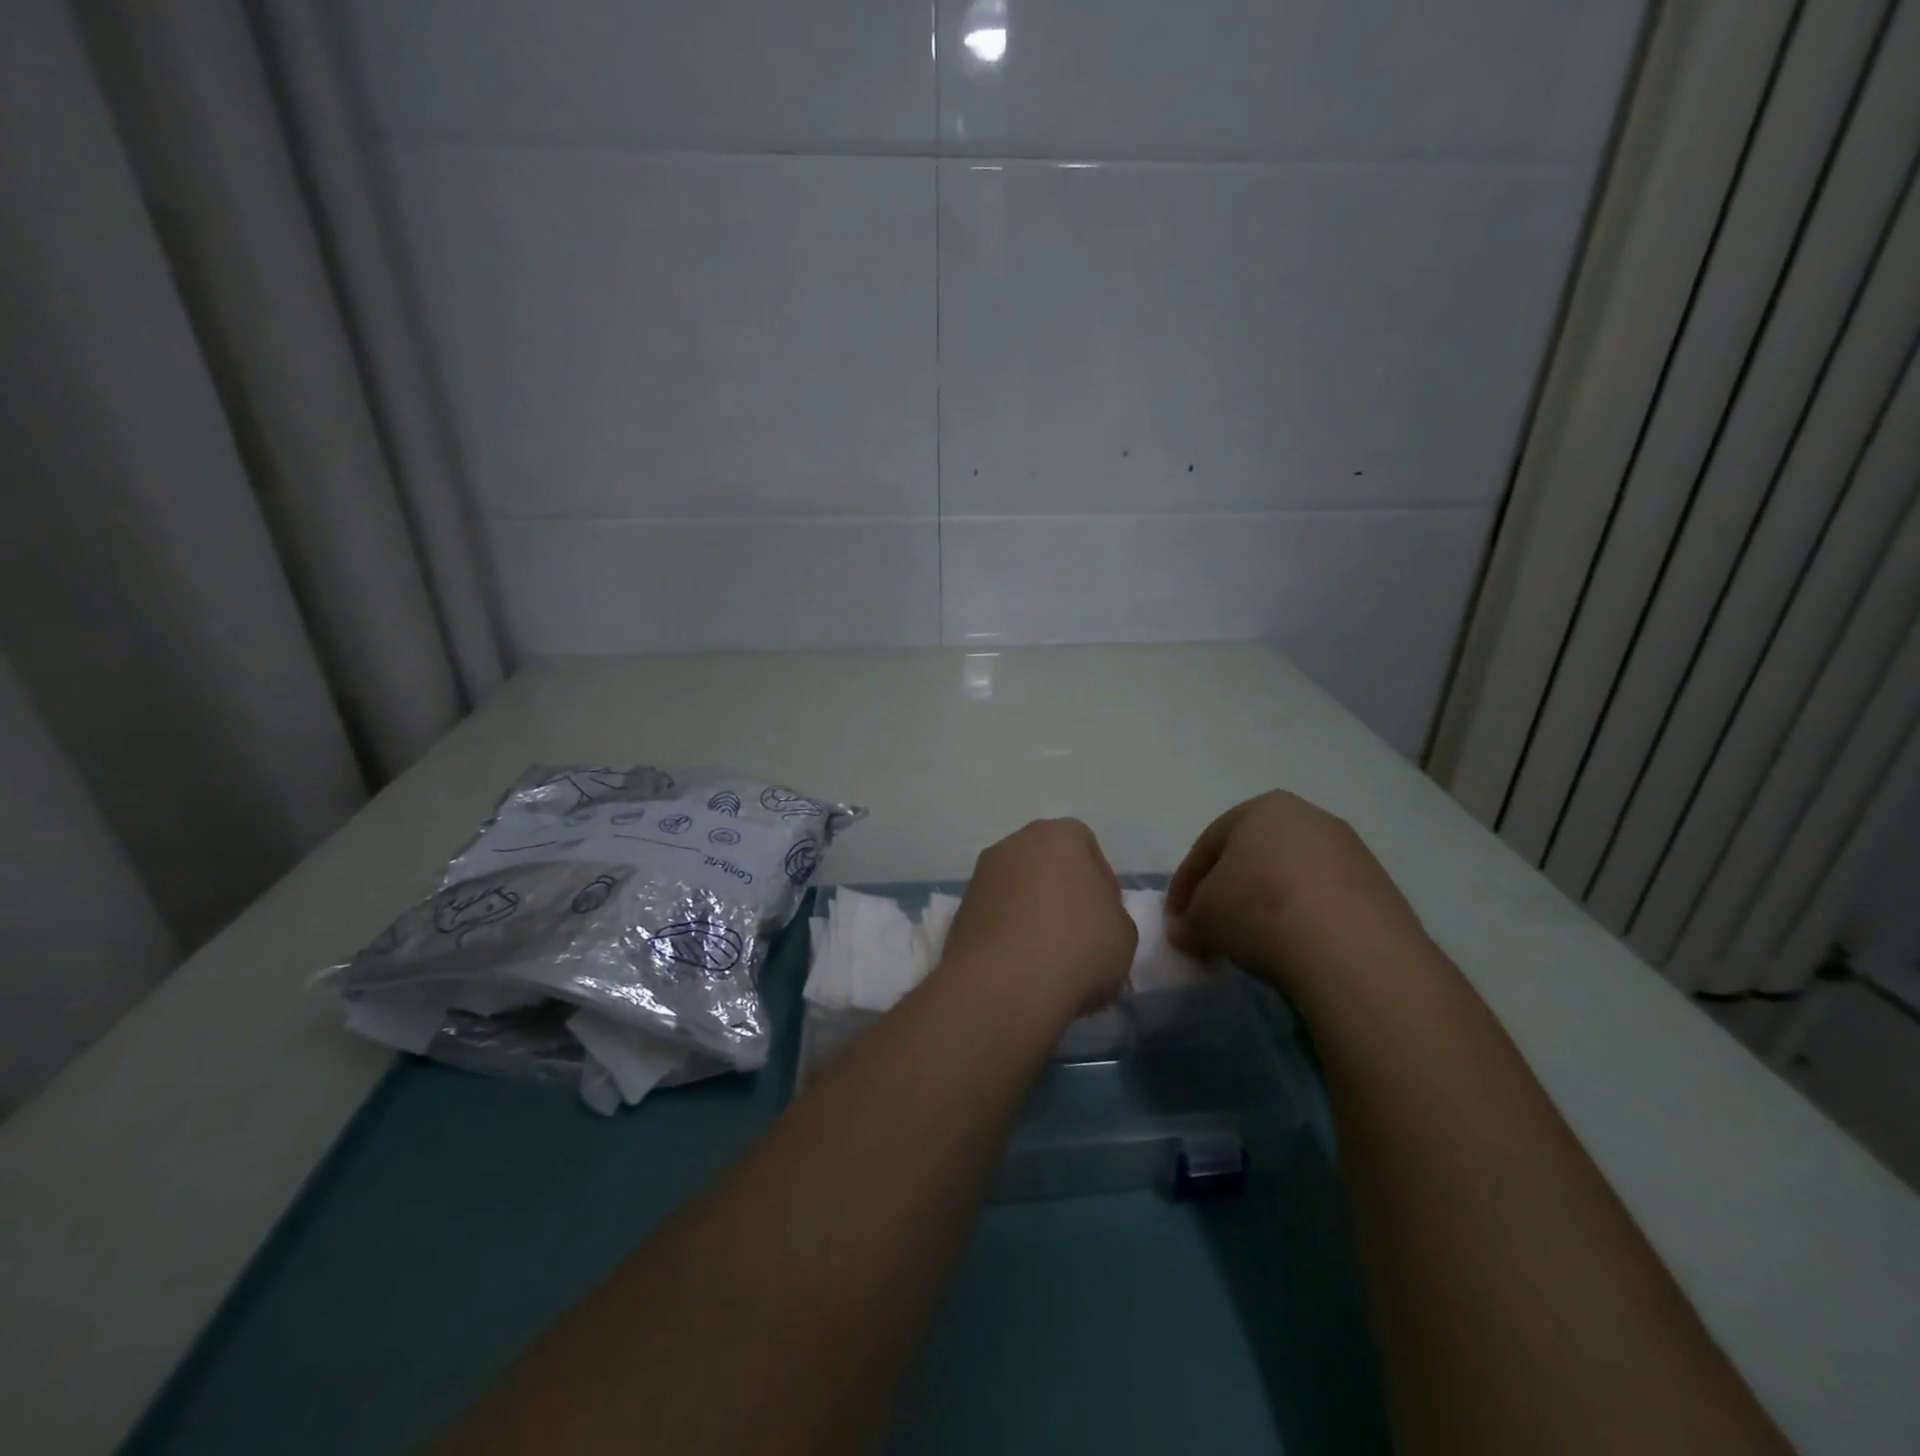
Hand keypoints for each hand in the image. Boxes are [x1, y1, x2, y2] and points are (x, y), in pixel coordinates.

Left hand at [939, 819, 1137, 1021]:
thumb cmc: (1077, 946)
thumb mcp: (1124, 933)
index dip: (1102, 880)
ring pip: (1017, 890)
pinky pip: (995, 916)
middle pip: (1046, 864)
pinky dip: (1008, 934)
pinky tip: (1022, 968)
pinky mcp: (960, 911)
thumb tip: (1094, 919)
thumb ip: (1112, 914)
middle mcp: (1013, 845)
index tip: (1107, 916)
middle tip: (1080, 934)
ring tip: (1050, 958)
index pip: (1086, 845)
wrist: (1004, 985)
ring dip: (1032, 914)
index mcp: (1057, 836)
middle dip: (1062, 893)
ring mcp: (981, 876)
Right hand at [1165, 790, 1426, 992]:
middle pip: (1253, 857)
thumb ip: (1188, 920)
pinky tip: (1295, 949)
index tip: (1176, 920)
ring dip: (1267, 906)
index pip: (1207, 846)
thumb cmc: (1259, 910)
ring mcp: (1350, 851)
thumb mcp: (1203, 917)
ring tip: (1255, 944)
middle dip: (1229, 892)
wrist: (1351, 949)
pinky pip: (1325, 901)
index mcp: (1261, 808)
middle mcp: (1308, 817)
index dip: (1184, 885)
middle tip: (1213, 928)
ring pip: (1291, 877)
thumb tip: (1185, 931)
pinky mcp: (1380, 888)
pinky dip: (1304, 920)